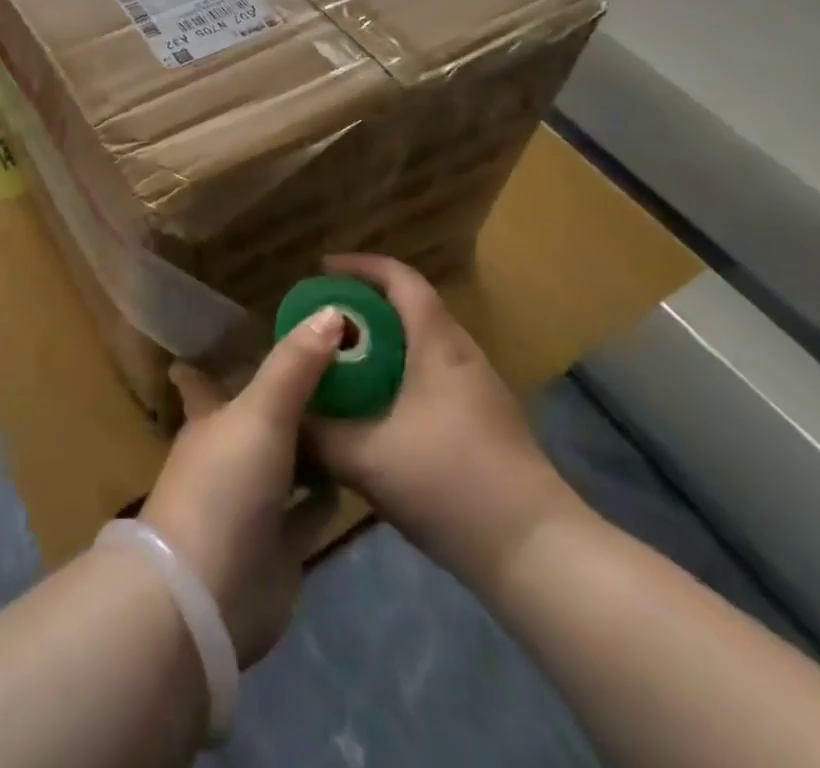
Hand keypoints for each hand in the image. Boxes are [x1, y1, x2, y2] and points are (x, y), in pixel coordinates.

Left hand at [139, 308, 345, 665]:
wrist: (208, 595)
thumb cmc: (225, 485)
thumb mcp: (261, 411)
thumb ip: (296, 364)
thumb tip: (331, 311)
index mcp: (210, 418)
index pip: (203, 380)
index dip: (210, 361)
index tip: (232, 335)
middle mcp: (228, 454)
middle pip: (256, 418)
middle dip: (284, 397)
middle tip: (330, 367)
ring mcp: (252, 502)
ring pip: (284, 462)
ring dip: (310, 443)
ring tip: (353, 410)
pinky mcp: (278, 546)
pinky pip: (307, 511)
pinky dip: (325, 494)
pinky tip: (354, 472)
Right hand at [304, 254, 581, 592]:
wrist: (538, 553)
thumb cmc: (451, 485)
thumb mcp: (367, 459)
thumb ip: (317, 434)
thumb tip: (282, 414)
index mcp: (437, 344)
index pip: (400, 278)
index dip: (359, 266)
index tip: (321, 271)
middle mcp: (461, 353)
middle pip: (410, 306)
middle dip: (363, 305)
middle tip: (321, 321)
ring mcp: (478, 387)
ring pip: (421, 342)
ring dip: (381, 341)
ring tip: (341, 360)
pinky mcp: (484, 419)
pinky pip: (432, 373)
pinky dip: (398, 371)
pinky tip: (375, 407)